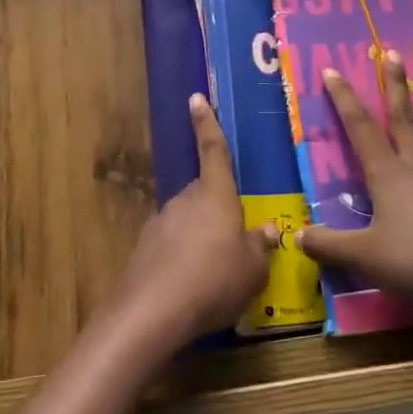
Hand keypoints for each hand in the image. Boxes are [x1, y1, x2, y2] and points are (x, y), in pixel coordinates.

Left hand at [111, 94, 272, 349]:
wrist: (151, 314)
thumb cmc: (214, 281)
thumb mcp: (252, 270)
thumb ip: (260, 247)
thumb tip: (268, 230)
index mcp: (215, 195)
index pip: (214, 151)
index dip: (207, 124)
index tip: (196, 98)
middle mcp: (185, 201)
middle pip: (204, 193)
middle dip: (217, 208)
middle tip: (235, 238)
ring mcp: (160, 224)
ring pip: (187, 221)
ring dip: (201, 237)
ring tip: (216, 272)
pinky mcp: (144, 250)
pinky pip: (172, 246)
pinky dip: (183, 258)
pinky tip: (192, 287)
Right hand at [297, 51, 412, 338]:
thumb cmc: (409, 262)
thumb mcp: (360, 256)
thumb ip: (327, 245)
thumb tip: (297, 237)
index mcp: (388, 176)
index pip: (360, 129)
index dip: (344, 99)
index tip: (333, 70)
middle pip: (405, 121)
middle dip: (396, 87)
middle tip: (394, 54)